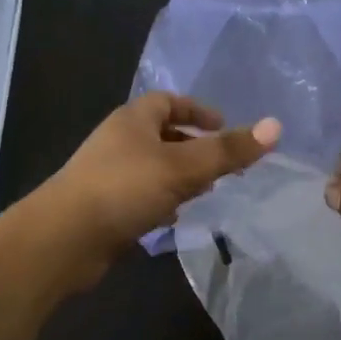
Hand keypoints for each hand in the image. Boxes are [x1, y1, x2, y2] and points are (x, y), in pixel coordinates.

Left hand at [29, 93, 280, 285]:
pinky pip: (140, 195)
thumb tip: (276, 126)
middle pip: (161, 134)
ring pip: (152, 167)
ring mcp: (108, 175)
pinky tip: (173, 218)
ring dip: (179, 176)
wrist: (64, 239)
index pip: (168, 101)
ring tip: (206, 190)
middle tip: (223, 163)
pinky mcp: (104, 207)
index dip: (197, 110)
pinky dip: (161, 201)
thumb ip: (228, 150)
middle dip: (193, 146)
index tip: (224, 126)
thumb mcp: (183, 167)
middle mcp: (118, 141)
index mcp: (133, 120)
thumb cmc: (124, 189)